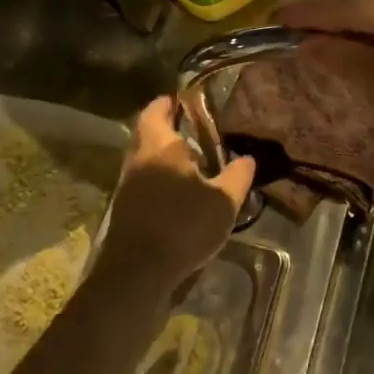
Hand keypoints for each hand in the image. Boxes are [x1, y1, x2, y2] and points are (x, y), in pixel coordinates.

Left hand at [96, 97, 255, 291]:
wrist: (138, 273)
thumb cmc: (182, 226)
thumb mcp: (223, 201)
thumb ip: (237, 176)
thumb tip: (248, 158)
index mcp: (160, 147)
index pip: (156, 110)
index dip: (169, 103)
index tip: (186, 100)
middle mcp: (138, 160)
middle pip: (147, 133)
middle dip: (167, 128)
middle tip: (195, 130)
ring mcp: (127, 186)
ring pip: (144, 158)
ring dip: (163, 156)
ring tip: (193, 161)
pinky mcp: (125, 210)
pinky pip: (143, 181)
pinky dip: (159, 178)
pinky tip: (180, 192)